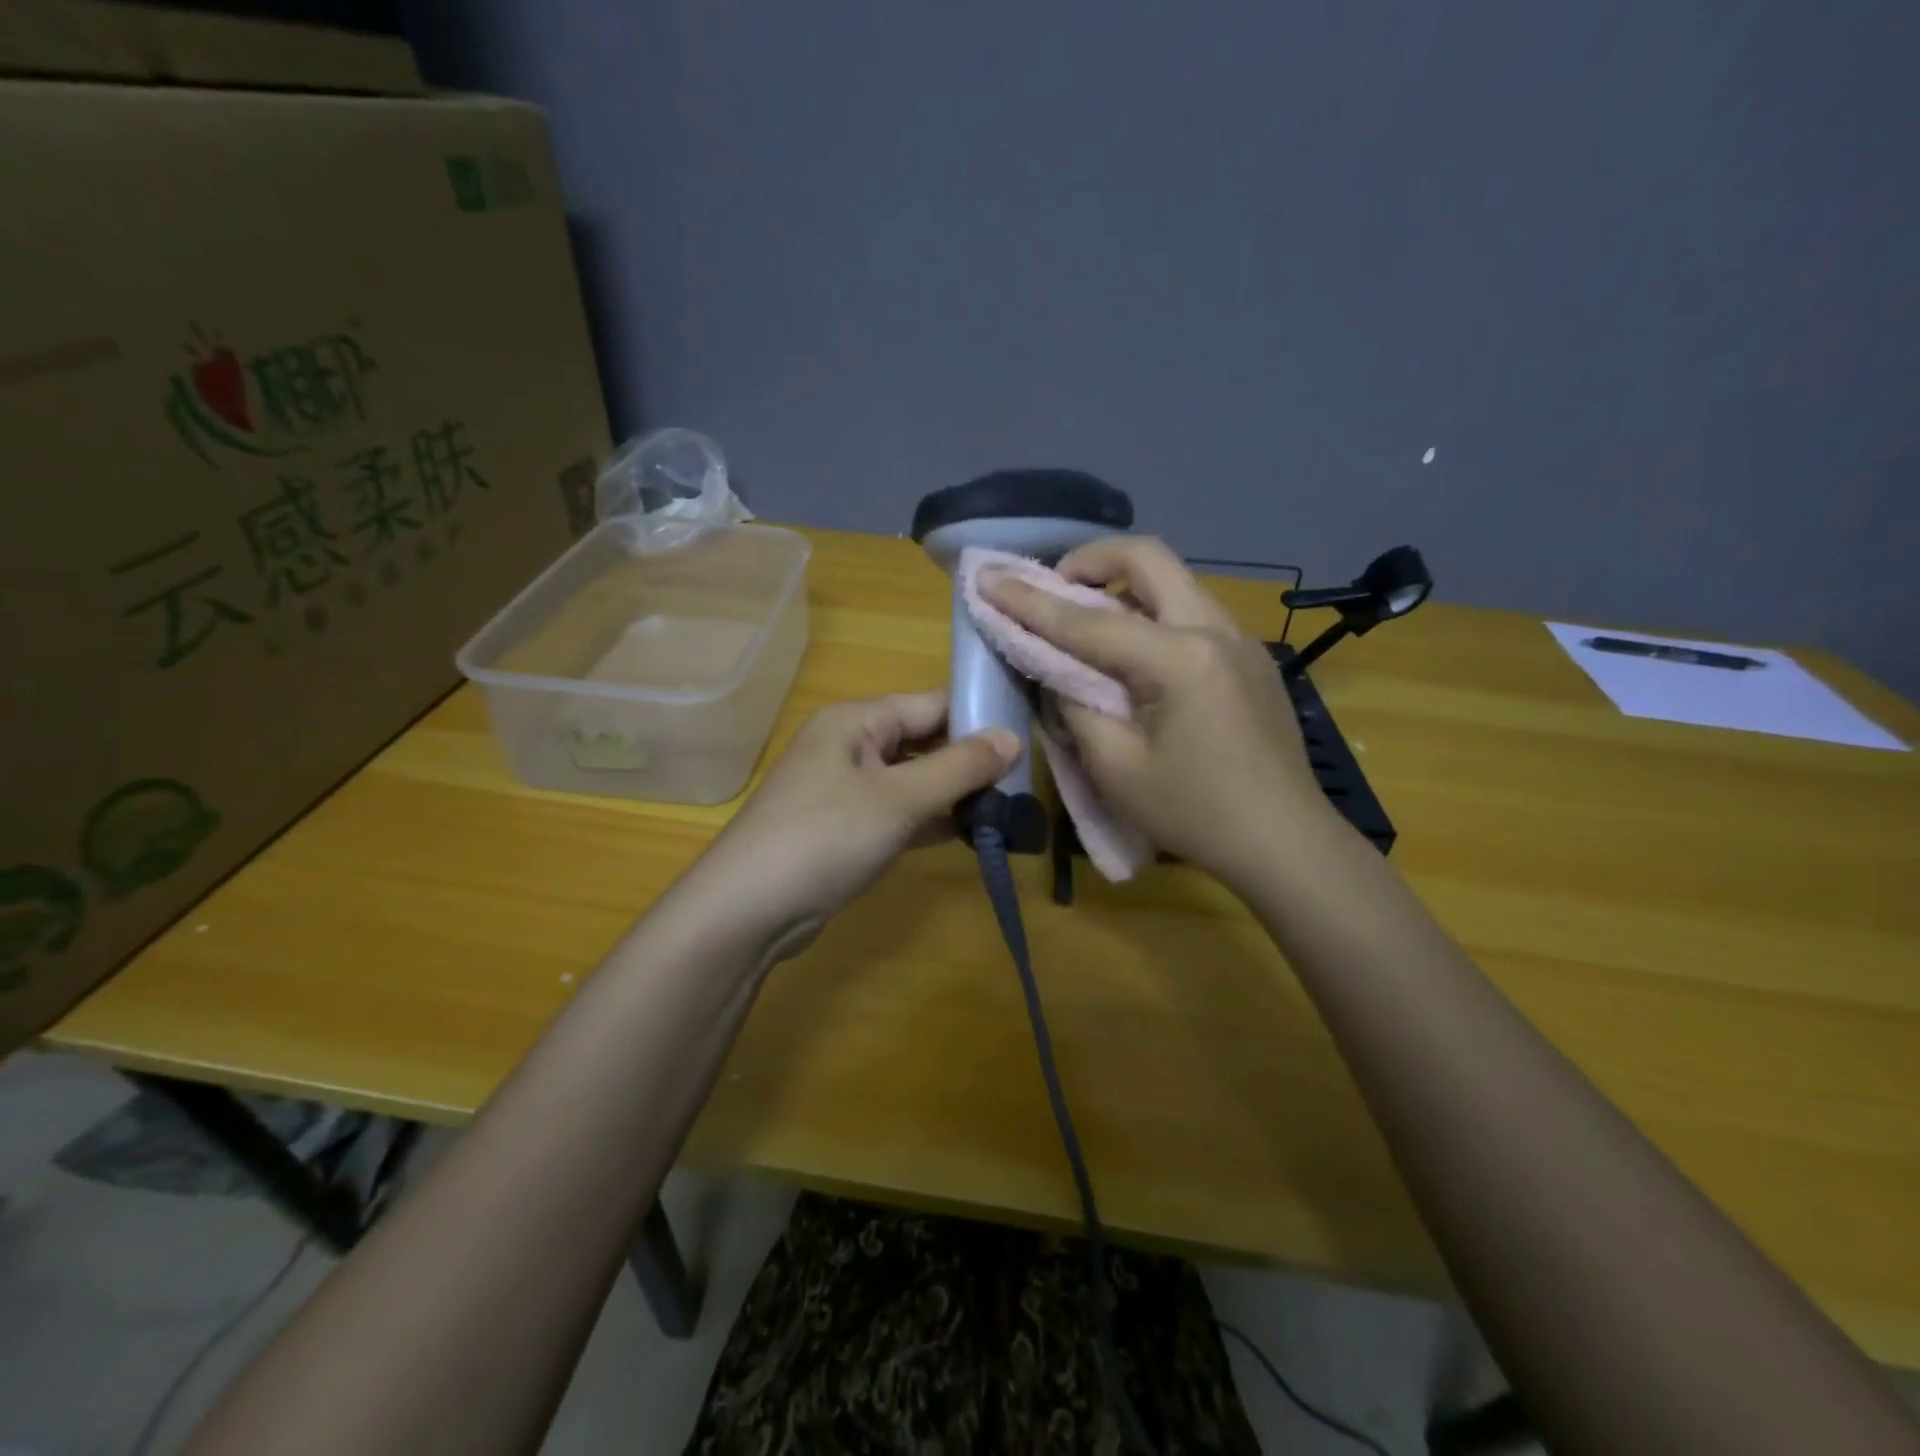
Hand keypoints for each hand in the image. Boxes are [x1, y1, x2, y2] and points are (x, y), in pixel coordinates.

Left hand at [687, 691, 1018, 958]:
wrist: (746, 911)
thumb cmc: (824, 837)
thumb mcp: (899, 799)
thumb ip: (958, 768)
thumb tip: (1013, 738)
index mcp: (856, 721)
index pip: (931, 704)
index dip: (978, 717)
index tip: (1028, 736)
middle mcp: (850, 746)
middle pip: (923, 741)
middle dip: (970, 760)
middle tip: (1024, 780)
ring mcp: (845, 789)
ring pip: (913, 779)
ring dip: (954, 793)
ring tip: (1009, 807)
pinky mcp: (845, 828)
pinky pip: (899, 812)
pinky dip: (931, 821)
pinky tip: (970, 833)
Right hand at [980, 536, 1339, 892]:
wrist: (1285, 842)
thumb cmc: (1195, 814)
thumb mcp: (1115, 768)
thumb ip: (1075, 707)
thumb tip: (1058, 671)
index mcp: (1179, 658)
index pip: (1088, 621)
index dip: (1030, 601)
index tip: (987, 579)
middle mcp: (1215, 629)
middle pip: (1148, 558)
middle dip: (1090, 561)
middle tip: (1055, 588)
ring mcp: (1241, 639)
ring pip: (1174, 580)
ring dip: (1123, 585)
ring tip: (1089, 621)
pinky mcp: (1251, 657)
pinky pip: (1192, 612)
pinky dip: (1152, 613)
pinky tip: (1136, 654)